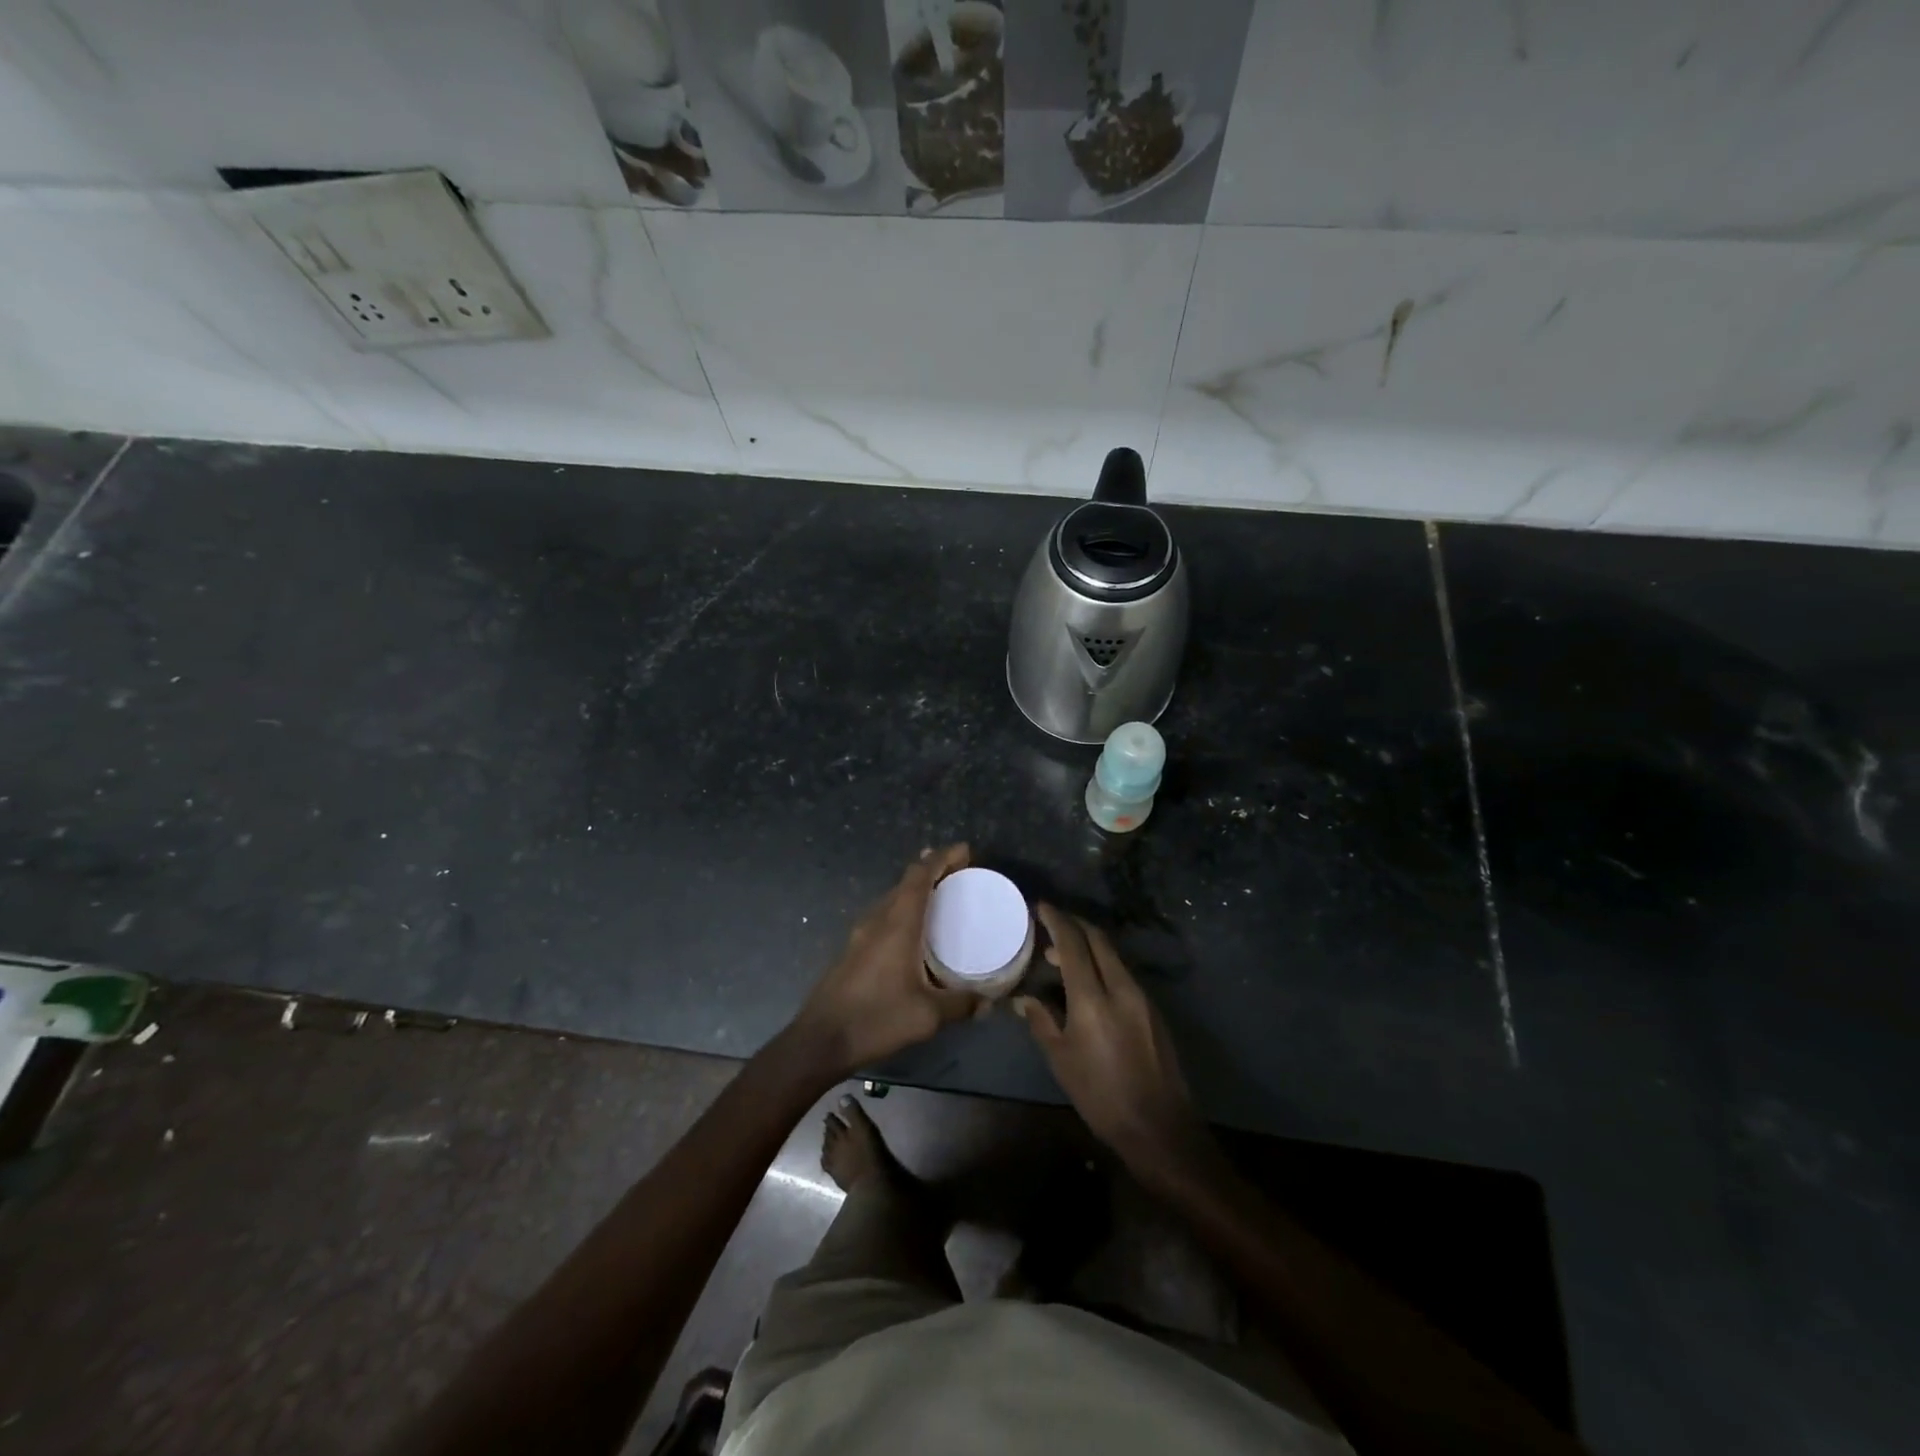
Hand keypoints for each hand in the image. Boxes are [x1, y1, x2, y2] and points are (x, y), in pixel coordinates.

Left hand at [789, 844, 979, 1079]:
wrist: (819, 1040)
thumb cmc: (875, 1019)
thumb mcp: (927, 1016)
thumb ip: (961, 1004)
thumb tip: (988, 1001)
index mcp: (897, 924)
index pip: (920, 875)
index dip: (942, 858)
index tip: (965, 851)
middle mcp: (877, 920)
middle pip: (906, 881)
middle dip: (932, 869)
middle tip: (960, 872)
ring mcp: (861, 934)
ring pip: (892, 897)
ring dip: (916, 889)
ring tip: (940, 894)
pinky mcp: (853, 949)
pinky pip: (884, 915)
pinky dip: (904, 908)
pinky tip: (913, 930)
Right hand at [1015, 905, 1207, 1176]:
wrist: (1159, 1127)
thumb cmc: (1100, 1096)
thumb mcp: (1061, 1060)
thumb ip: (1042, 1021)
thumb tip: (1024, 999)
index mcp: (1093, 998)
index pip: (1072, 944)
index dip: (1056, 921)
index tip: (1041, 907)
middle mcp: (1121, 987)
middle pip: (1098, 940)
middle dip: (1074, 925)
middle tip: (1051, 924)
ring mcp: (1142, 997)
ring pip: (1113, 956)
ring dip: (1088, 946)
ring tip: (1061, 958)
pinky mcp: (1153, 1010)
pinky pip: (1123, 974)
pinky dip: (1103, 966)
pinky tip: (1089, 984)